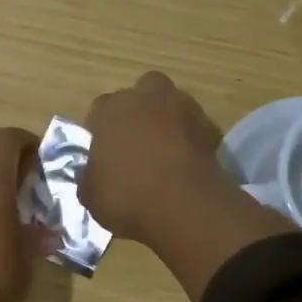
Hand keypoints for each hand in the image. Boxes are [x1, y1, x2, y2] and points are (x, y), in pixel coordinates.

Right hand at [82, 72, 239, 242]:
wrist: (185, 208)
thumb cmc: (127, 197)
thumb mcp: (90, 194)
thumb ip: (90, 174)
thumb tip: (94, 172)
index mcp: (110, 110)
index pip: (100, 109)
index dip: (101, 129)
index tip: (104, 151)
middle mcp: (145, 98)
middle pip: (140, 93)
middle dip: (137, 111)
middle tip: (136, 141)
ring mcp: (183, 108)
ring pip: (171, 103)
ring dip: (166, 120)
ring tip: (164, 150)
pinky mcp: (211, 126)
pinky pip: (194, 126)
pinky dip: (189, 137)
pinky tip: (185, 161)